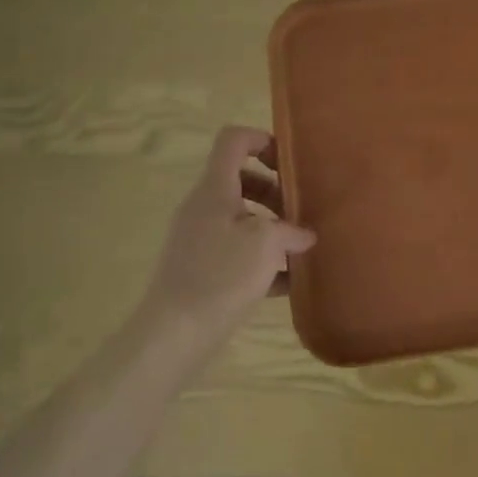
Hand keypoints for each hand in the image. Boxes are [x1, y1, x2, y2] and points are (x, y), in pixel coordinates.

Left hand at [137, 127, 314, 350]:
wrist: (173, 335)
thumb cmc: (221, 275)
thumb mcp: (266, 244)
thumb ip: (291, 231)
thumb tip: (304, 235)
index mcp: (215, 189)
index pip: (233, 140)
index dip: (262, 140)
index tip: (288, 163)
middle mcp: (202, 207)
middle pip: (240, 179)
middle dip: (274, 190)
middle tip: (298, 211)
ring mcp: (197, 238)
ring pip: (239, 217)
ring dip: (270, 225)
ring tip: (297, 248)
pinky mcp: (199, 269)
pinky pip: (234, 249)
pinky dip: (259, 258)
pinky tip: (285, 282)